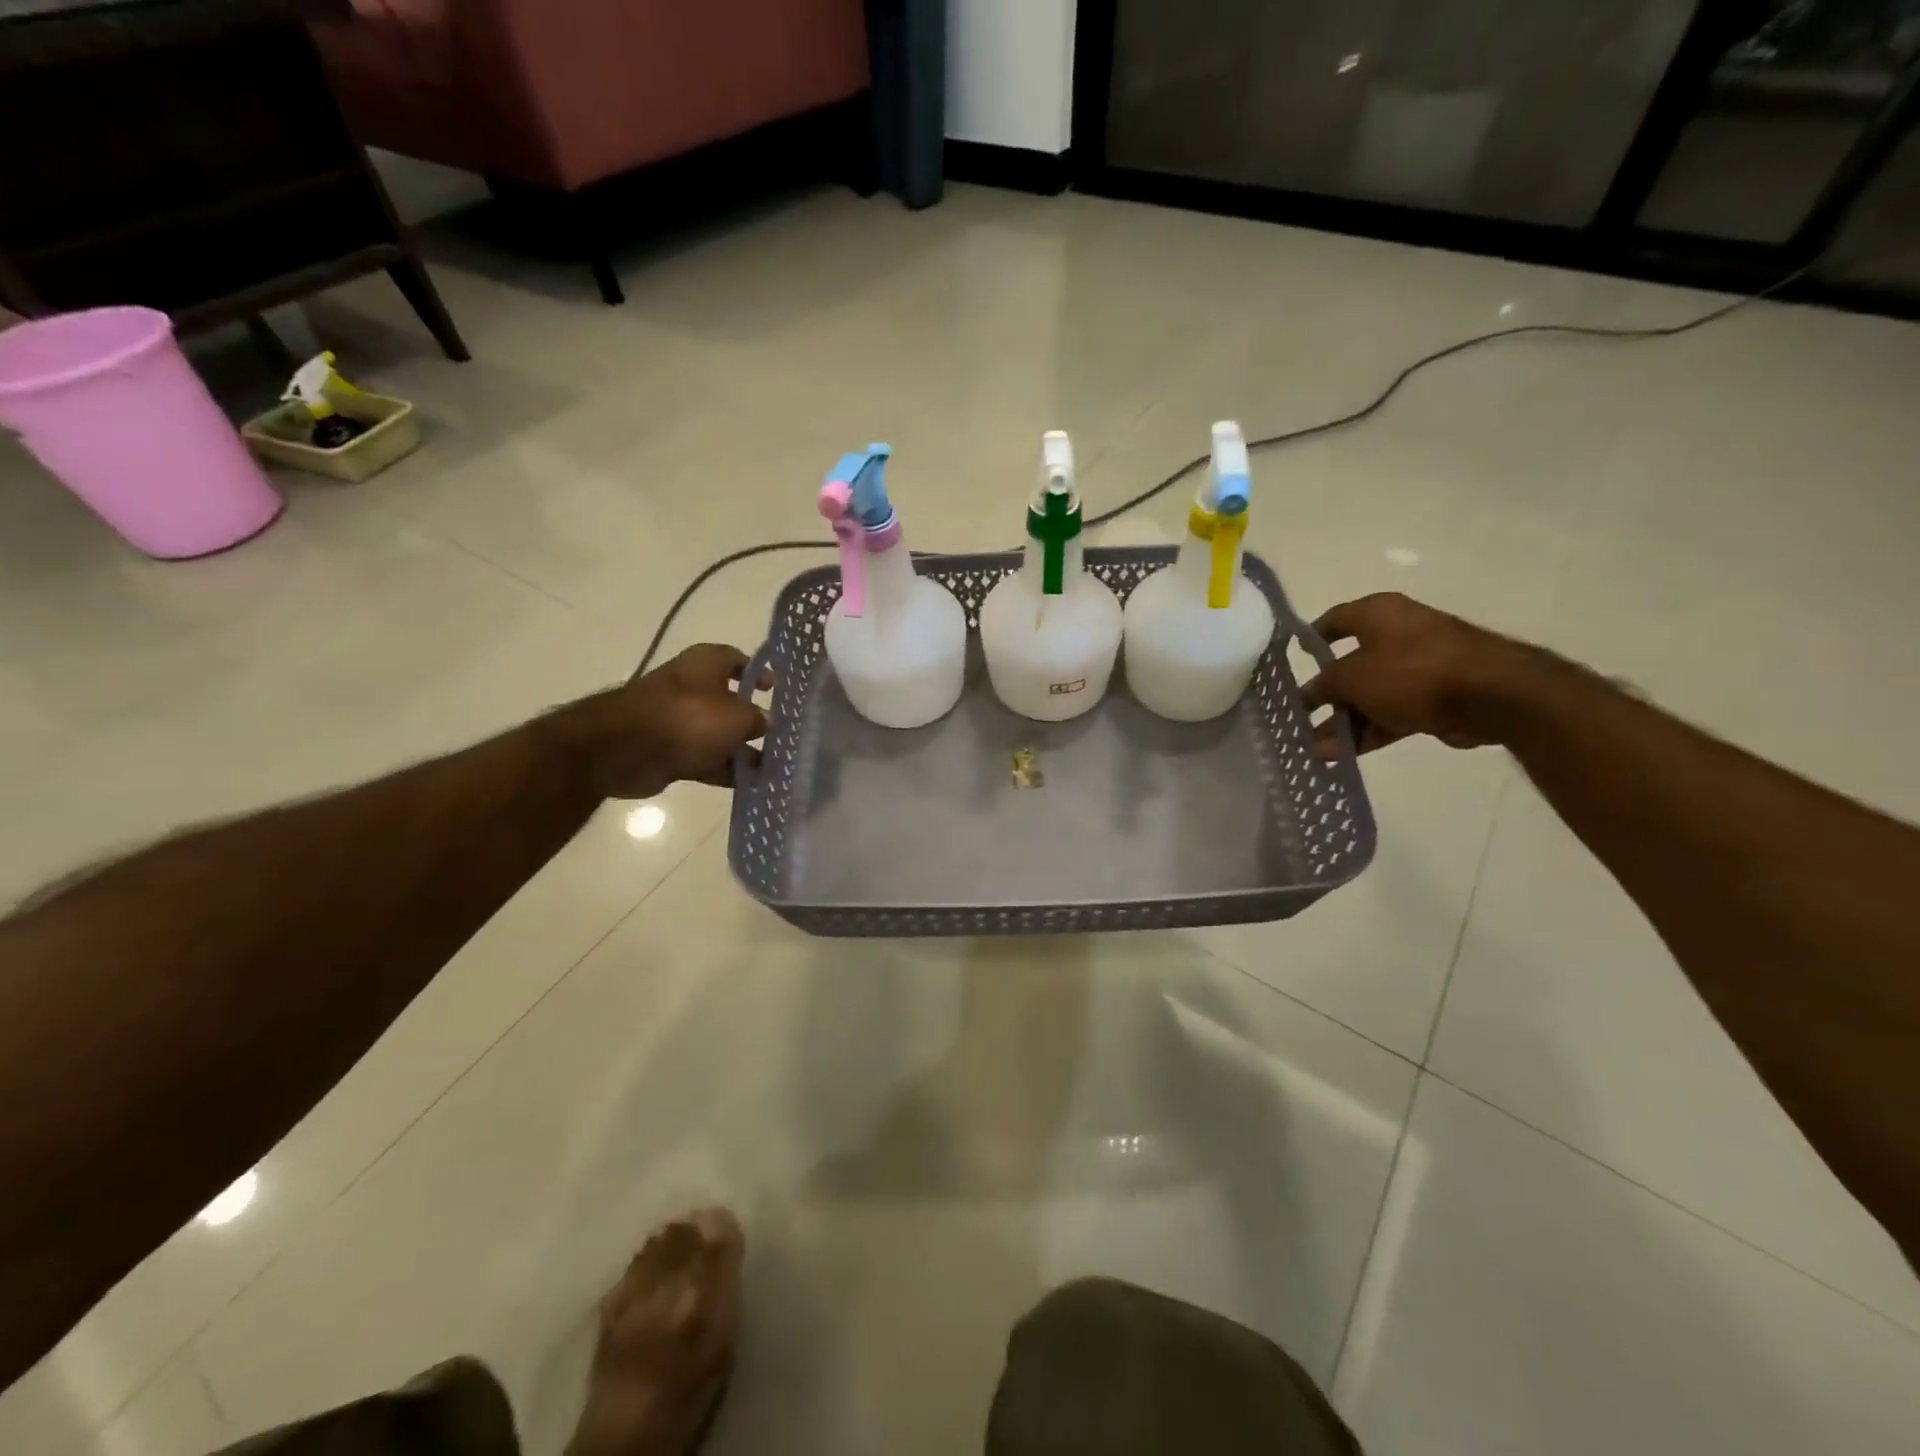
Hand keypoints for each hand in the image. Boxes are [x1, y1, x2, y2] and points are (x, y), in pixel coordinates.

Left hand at [568, 645, 770, 799]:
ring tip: (772, 766)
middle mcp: (692, 687)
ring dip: (741, 749)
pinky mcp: (670, 750)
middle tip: (781, 736)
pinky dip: (724, 769)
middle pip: (730, 701)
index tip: (775, 691)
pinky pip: (705, 758)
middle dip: (753, 718)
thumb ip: (758, 719)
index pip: (737, 660)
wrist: (627, 748)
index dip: (757, 673)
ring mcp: (679, 720)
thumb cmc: (690, 718)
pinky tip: (749, 783)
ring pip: (718, 734)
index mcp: (706, 663)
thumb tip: (767, 722)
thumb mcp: (738, 716)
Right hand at [1302, 593, 1535, 754]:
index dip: (1311, 640)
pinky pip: (1391, 713)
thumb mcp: (1351, 677)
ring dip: (1343, 722)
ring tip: (1317, 750)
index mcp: (1377, 614)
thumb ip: (1323, 686)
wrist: (1491, 695)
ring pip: (1370, 696)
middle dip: (1325, 697)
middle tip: (1300, 720)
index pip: (1333, 621)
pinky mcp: (1435, 697)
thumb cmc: (1411, 671)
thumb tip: (1308, 695)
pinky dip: (1369, 731)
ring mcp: (1418, 667)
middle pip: (1349, 666)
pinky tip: (1343, 756)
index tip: (1292, 662)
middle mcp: (1397, 634)